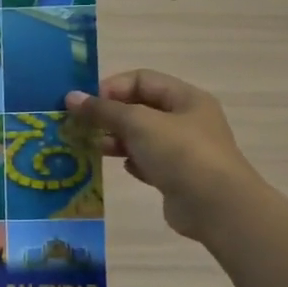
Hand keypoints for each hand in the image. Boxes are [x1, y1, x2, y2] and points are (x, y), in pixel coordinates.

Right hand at [65, 70, 258, 241]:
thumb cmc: (180, 153)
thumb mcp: (138, 124)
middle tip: (83, 128)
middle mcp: (187, 119)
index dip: (112, 88)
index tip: (86, 105)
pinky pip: (149, 161)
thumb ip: (104, 110)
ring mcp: (184, 150)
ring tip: (97, 148)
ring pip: (143, 136)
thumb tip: (71, 97)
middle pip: (141, 108)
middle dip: (111, 116)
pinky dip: (134, 162)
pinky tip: (126, 169)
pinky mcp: (178, 176)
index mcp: (185, 98)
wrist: (216, 207)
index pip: (141, 79)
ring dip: (118, 140)